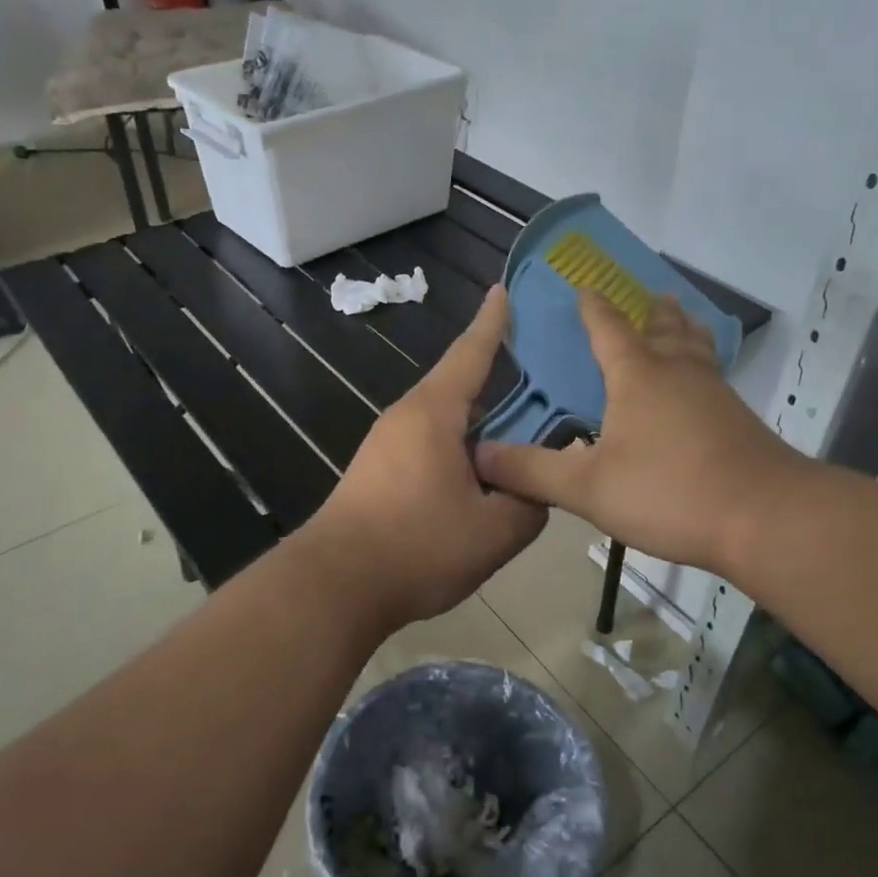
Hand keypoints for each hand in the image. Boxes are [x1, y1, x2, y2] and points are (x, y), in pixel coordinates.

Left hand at [298, 286, 546, 630]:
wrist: (335, 586)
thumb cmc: (417, 547)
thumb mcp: (495, 531)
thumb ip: (530, 502)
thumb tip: (538, 487)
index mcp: (434, 413)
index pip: (471, 353)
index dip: (493, 322)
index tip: (504, 290)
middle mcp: (406, 417)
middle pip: (460, 387)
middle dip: (498, 382)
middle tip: (542, 382)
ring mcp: (386, 445)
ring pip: (445, 422)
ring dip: (480, 425)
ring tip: (519, 437)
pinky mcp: (377, 472)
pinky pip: (429, 446)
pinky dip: (459, 449)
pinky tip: (480, 477)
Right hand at [473, 290, 800, 576]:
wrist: (765, 518)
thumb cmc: (669, 492)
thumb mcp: (587, 488)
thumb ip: (532, 471)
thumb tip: (479, 455)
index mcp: (637, 377)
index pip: (609, 328)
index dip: (593, 308)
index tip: (584, 288)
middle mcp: (677, 373)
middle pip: (665, 329)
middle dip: (653, 311)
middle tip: (652, 295)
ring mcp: (714, 394)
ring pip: (696, 349)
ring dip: (684, 331)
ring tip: (679, 322)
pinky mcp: (738, 420)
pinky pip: (712, 377)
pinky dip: (700, 367)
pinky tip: (699, 390)